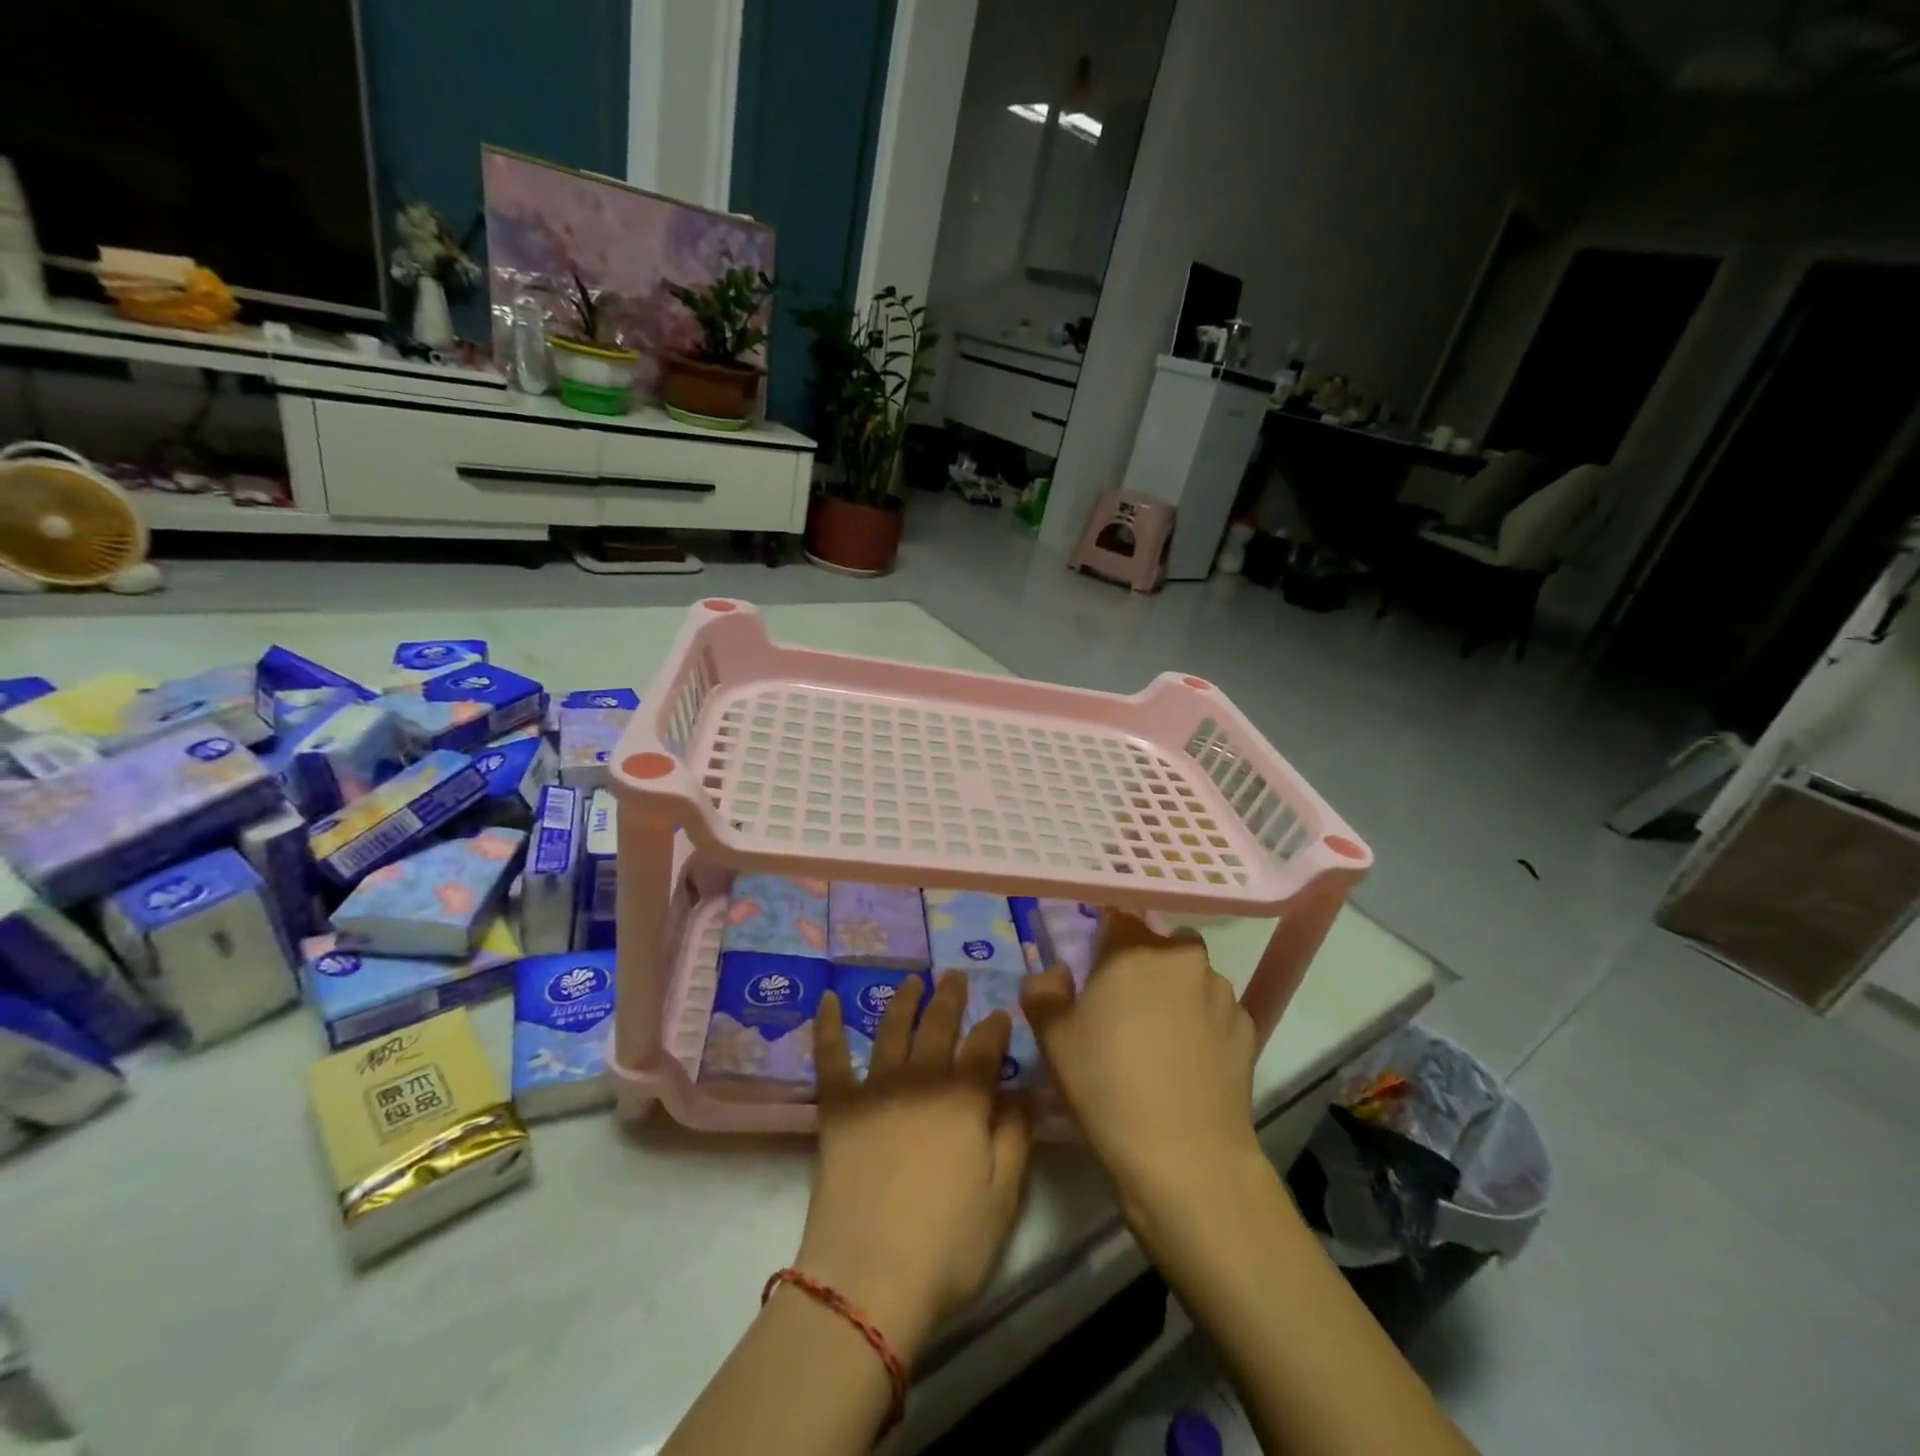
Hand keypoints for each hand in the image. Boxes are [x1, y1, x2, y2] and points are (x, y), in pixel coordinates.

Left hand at [798, 973, 1030, 1362]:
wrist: (870, 1276)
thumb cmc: (948, 1244)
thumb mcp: (1003, 1196)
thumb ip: (1015, 1136)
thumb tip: (1022, 1092)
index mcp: (965, 1098)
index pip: (986, 1047)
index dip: (995, 1027)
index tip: (1000, 1013)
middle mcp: (922, 1079)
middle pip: (939, 1026)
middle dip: (950, 998)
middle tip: (955, 974)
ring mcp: (876, 1088)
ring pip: (892, 1029)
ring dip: (904, 1001)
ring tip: (912, 980)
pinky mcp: (838, 1106)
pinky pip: (831, 1056)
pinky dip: (829, 1025)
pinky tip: (829, 998)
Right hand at [1021, 911, 1263, 1221]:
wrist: (1186, 1157)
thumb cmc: (1107, 1085)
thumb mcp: (1053, 1038)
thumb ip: (1042, 991)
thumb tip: (1054, 974)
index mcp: (1134, 949)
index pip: (1118, 917)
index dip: (1104, 940)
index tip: (1095, 968)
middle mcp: (1184, 957)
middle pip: (1160, 944)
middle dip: (1143, 965)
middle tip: (1123, 1008)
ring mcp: (1222, 992)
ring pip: (1192, 977)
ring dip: (1176, 993)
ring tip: (1159, 1040)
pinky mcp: (1248, 1029)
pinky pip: (1216, 1012)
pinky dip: (1202, 1024)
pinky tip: (1188, 1063)